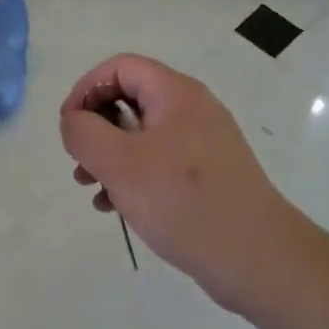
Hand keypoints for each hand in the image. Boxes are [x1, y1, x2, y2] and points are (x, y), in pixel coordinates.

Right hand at [59, 54, 299, 313]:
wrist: (259, 260)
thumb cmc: (184, 202)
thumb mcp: (119, 164)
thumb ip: (84, 133)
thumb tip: (73, 120)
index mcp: (175, 93)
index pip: (120, 67)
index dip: (86, 89)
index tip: (69, 127)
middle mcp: (192, 109)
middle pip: (130, 99)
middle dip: (96, 127)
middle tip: (78, 161)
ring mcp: (204, 143)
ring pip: (142, 134)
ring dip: (109, 155)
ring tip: (91, 187)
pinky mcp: (209, 175)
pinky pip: (160, 161)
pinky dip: (133, 176)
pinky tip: (116, 207)